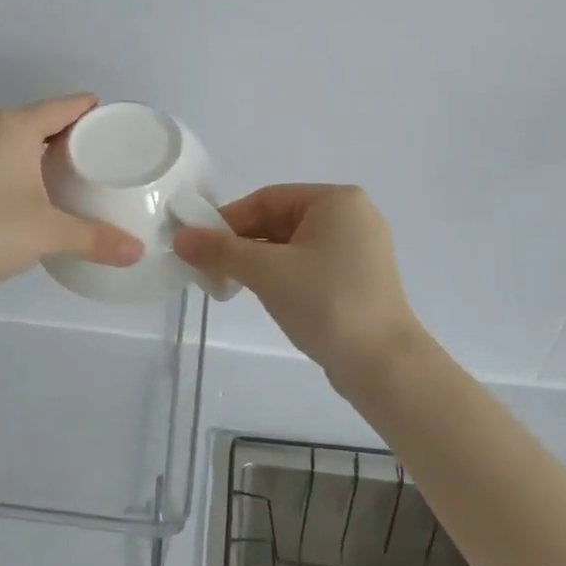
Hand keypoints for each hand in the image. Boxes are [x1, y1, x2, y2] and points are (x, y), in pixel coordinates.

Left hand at [0, 95, 143, 301]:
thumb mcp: (48, 234)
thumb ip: (96, 239)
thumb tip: (138, 252)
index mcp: (13, 126)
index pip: (65, 105)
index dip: (94, 112)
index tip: (118, 126)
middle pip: (40, 116)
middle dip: (71, 131)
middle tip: (103, 154)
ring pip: (16, 134)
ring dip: (43, 146)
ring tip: (73, 170)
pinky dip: (19, 159)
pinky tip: (31, 186)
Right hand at [173, 184, 422, 383]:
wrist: (384, 366)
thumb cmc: (326, 303)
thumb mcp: (267, 272)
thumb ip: (222, 251)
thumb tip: (181, 238)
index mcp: (336, 200)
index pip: (268, 199)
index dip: (229, 220)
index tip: (199, 244)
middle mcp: (353, 215)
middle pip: (281, 220)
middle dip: (244, 243)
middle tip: (211, 267)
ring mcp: (360, 248)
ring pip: (294, 245)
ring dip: (261, 261)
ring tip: (232, 284)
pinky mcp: (361, 278)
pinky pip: (311, 264)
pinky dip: (284, 275)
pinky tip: (267, 295)